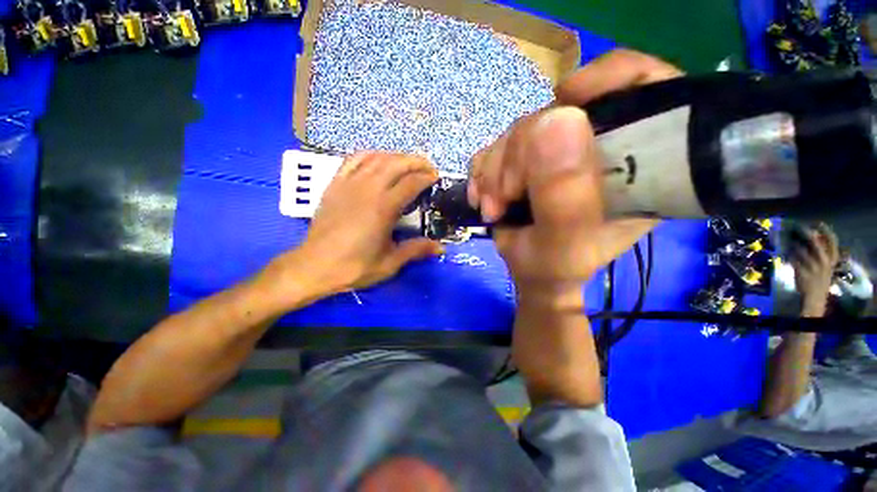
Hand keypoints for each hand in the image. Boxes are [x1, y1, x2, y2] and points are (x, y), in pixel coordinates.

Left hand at [269, 152, 443, 299]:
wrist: (315, 267)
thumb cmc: (354, 266)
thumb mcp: (390, 263)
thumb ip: (416, 250)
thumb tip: (441, 248)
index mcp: (383, 208)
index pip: (410, 183)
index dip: (426, 177)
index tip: (435, 177)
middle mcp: (367, 190)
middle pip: (395, 164)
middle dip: (415, 162)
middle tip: (427, 167)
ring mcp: (349, 184)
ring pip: (376, 158)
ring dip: (396, 156)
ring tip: (407, 163)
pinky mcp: (335, 184)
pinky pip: (353, 160)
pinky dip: (370, 155)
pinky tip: (377, 160)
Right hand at [468, 49, 682, 302]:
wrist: (530, 272)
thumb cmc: (555, 268)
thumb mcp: (562, 245)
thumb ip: (564, 195)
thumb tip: (558, 117)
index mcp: (636, 166)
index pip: (647, 88)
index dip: (610, 77)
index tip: (567, 98)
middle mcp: (600, 148)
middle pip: (559, 111)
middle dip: (518, 156)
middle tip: (504, 199)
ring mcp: (560, 151)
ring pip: (521, 129)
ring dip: (495, 169)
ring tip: (492, 206)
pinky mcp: (530, 157)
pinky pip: (498, 144)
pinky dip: (483, 170)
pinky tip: (483, 196)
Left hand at [790, 223, 838, 315]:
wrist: (815, 298)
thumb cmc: (820, 280)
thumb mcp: (826, 267)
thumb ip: (822, 254)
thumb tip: (813, 238)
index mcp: (832, 260)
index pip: (832, 241)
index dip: (825, 230)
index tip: (817, 223)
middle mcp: (824, 261)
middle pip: (814, 242)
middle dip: (805, 233)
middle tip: (798, 227)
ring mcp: (813, 267)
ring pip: (800, 249)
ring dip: (793, 244)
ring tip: (789, 241)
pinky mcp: (801, 271)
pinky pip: (792, 259)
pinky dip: (788, 254)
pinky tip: (785, 252)